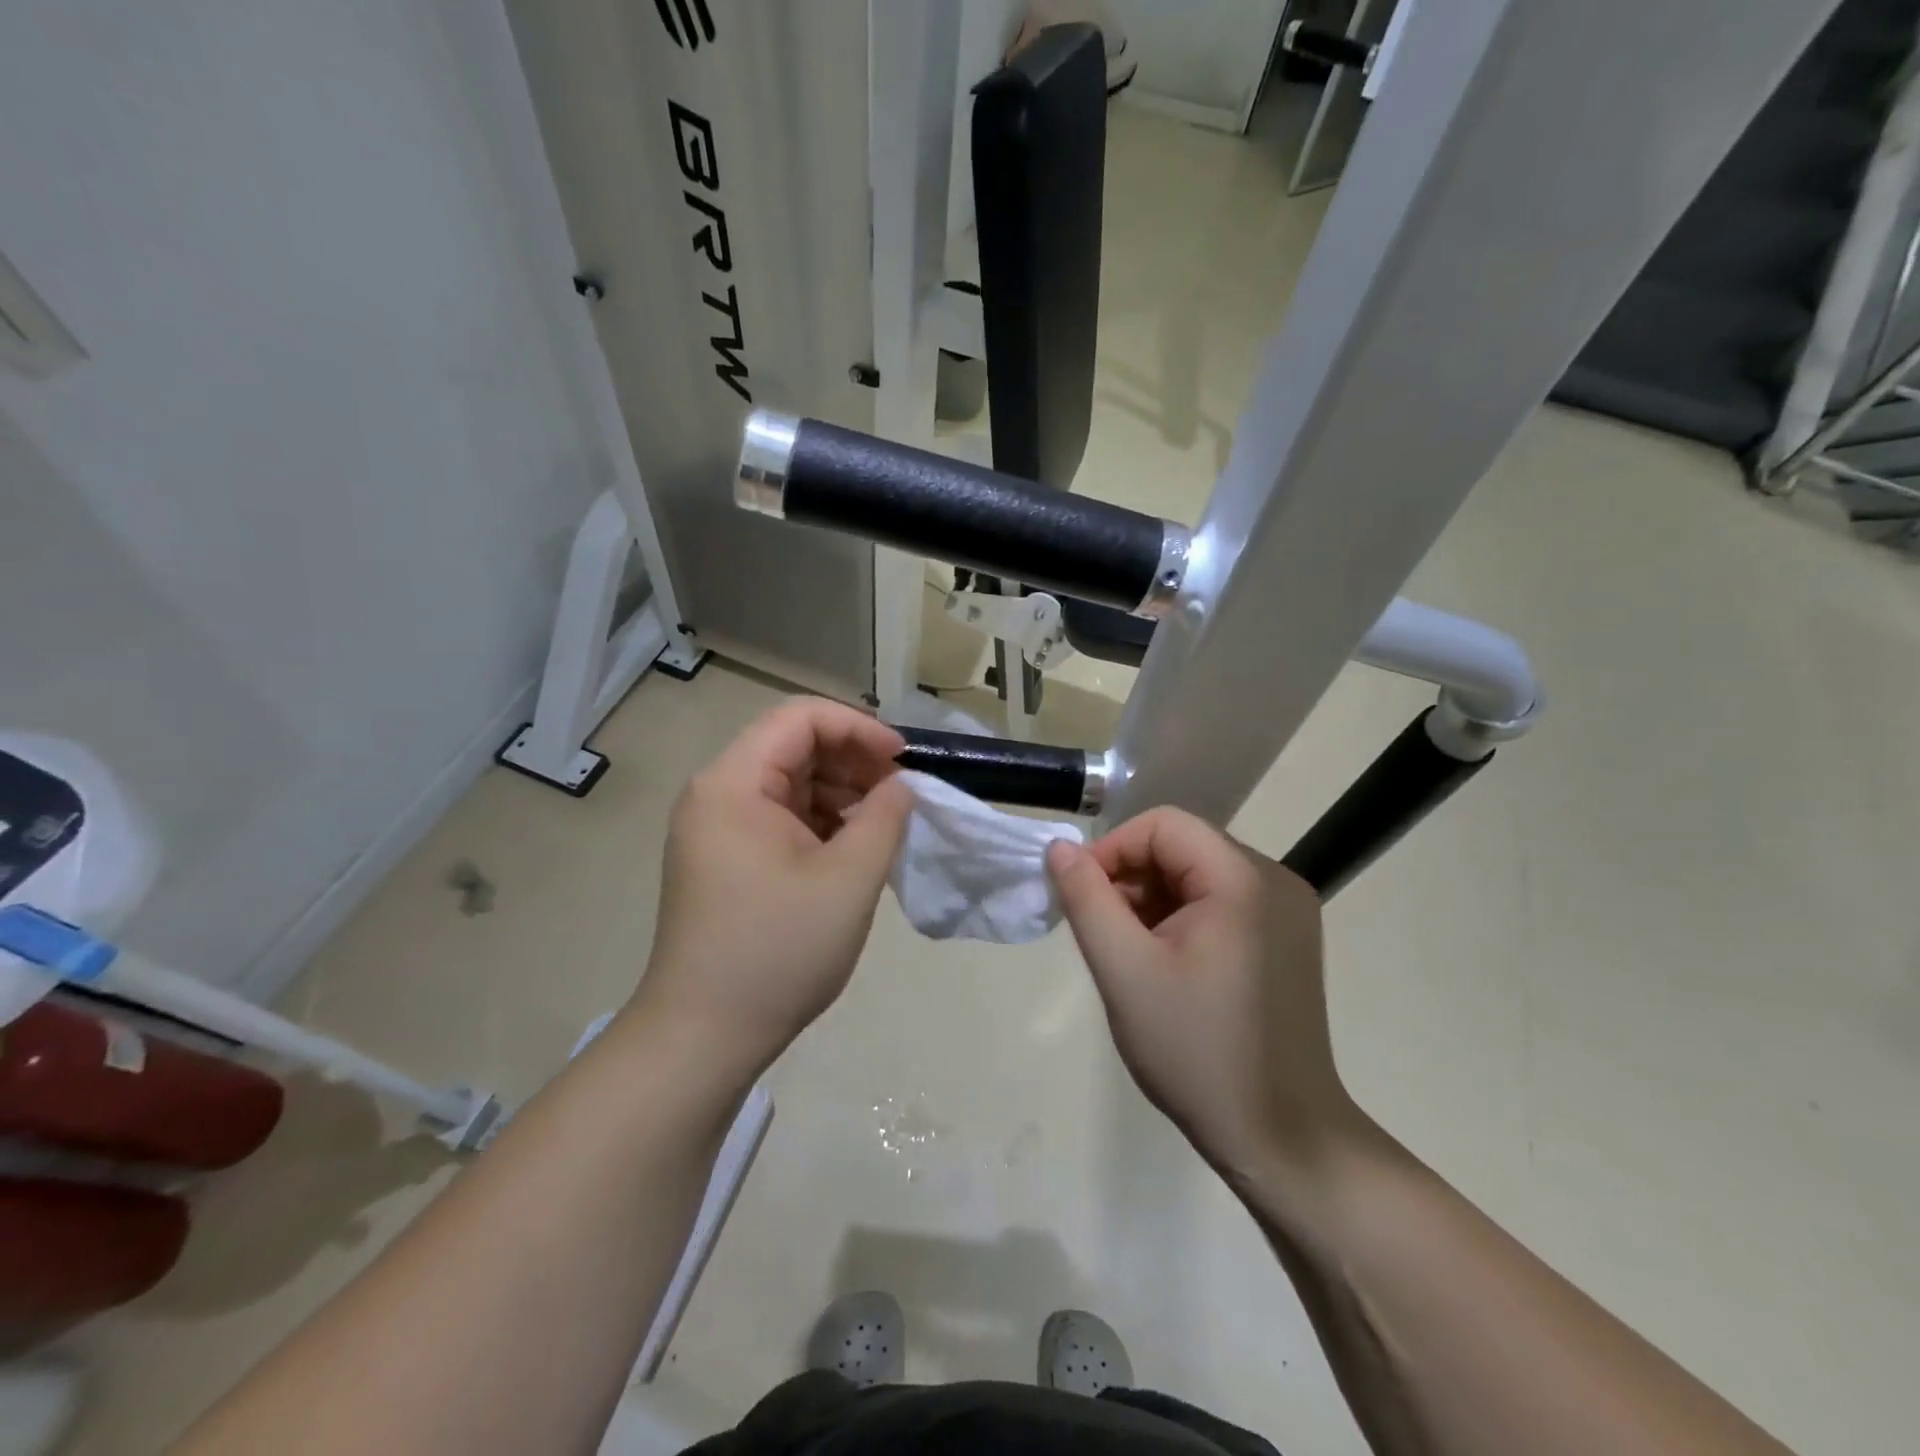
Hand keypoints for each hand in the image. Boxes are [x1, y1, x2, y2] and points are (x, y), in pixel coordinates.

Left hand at [632, 698, 913, 1076]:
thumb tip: (900, 785)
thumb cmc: (778, 951)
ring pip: (789, 783)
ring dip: (840, 793)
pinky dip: (820, 822)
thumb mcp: (849, 879)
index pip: (800, 718)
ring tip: (882, 826)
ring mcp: (717, 829)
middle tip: (900, 796)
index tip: (902, 761)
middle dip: (852, 761)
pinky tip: (852, 849)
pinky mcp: (725, 859)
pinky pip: (779, 818)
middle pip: (792, 747)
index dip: (858, 728)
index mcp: (733, 784)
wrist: (704, 1037)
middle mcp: (716, 795)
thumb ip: (884, 817)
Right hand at [1046, 808, 1362, 1175]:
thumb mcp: (1124, 971)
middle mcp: (1274, 879)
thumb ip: (1086, 899)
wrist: (1282, 1138)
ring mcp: (1287, 910)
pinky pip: (1219, 901)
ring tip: (1131, 954)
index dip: (1112, 850)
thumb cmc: (1196, 1051)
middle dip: (1130, 878)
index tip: (1082, 898)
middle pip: (1182, 846)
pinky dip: (1180, 917)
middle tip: (1102, 932)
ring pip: (1197, 874)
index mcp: (1242, 879)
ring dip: (1152, 900)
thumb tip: (1060, 847)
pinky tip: (1165, 963)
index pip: (1163, 824)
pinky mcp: (1286, 938)